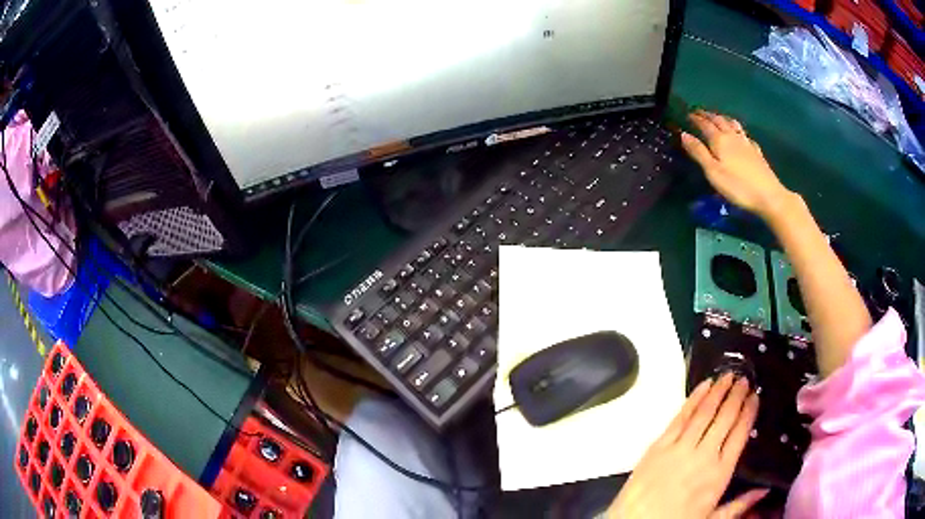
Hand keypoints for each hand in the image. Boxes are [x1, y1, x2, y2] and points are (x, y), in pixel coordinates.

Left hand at [606, 373, 764, 518]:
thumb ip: (739, 506)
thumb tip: (765, 491)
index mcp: (719, 473)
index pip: (740, 434)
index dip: (748, 412)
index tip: (755, 396)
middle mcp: (703, 455)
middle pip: (725, 418)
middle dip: (736, 396)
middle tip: (744, 378)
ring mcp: (679, 447)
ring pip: (705, 412)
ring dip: (718, 391)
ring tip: (729, 375)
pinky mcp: (658, 445)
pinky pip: (680, 417)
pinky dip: (693, 399)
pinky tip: (703, 386)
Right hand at [681, 111, 793, 219]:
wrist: (768, 195)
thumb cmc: (737, 186)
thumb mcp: (713, 172)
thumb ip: (698, 152)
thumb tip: (683, 134)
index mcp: (719, 140)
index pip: (705, 124)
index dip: (696, 118)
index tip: (688, 114)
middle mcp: (732, 137)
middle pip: (719, 121)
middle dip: (708, 115)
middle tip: (700, 113)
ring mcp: (746, 143)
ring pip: (733, 124)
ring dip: (723, 118)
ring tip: (718, 117)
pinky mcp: (757, 152)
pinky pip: (745, 136)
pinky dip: (739, 131)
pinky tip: (741, 135)